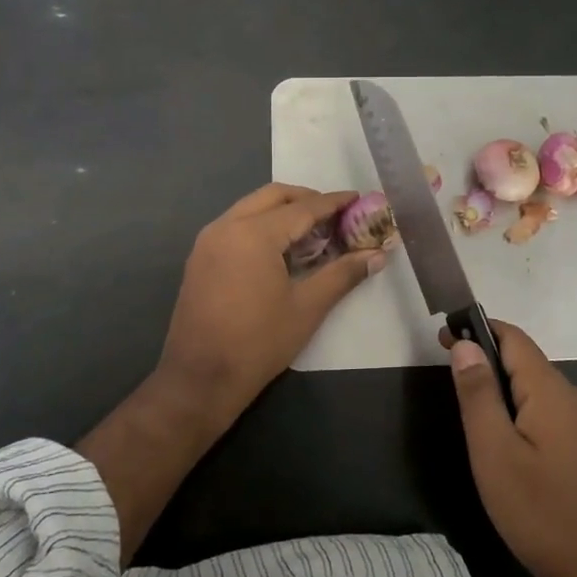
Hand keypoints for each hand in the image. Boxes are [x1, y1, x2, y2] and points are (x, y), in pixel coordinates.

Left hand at [158, 183, 384, 418]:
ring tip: (313, 233)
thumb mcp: (307, 308)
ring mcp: (208, 240)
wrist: (199, 380)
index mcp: (253, 234)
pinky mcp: (200, 257)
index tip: (358, 198)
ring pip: (251, 207)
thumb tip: (377, 255)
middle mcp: (226, 226)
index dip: (333, 203)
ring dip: (282, 211)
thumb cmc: (258, 343)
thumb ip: (343, 274)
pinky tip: (281, 250)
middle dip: (306, 199)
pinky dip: (261, 225)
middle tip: (335, 215)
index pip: (302, 208)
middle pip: (273, 196)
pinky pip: (236, 225)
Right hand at [443, 321, 576, 576]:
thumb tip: (464, 344)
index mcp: (552, 390)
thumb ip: (478, 394)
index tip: (444, 337)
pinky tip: (514, 451)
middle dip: (489, 366)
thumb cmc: (541, 512)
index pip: (513, 337)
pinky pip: (552, 415)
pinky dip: (526, 417)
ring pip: (539, 392)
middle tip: (455, 391)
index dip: (478, 330)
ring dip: (507, 395)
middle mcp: (576, 396)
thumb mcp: (494, 453)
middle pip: (526, 364)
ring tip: (479, 428)